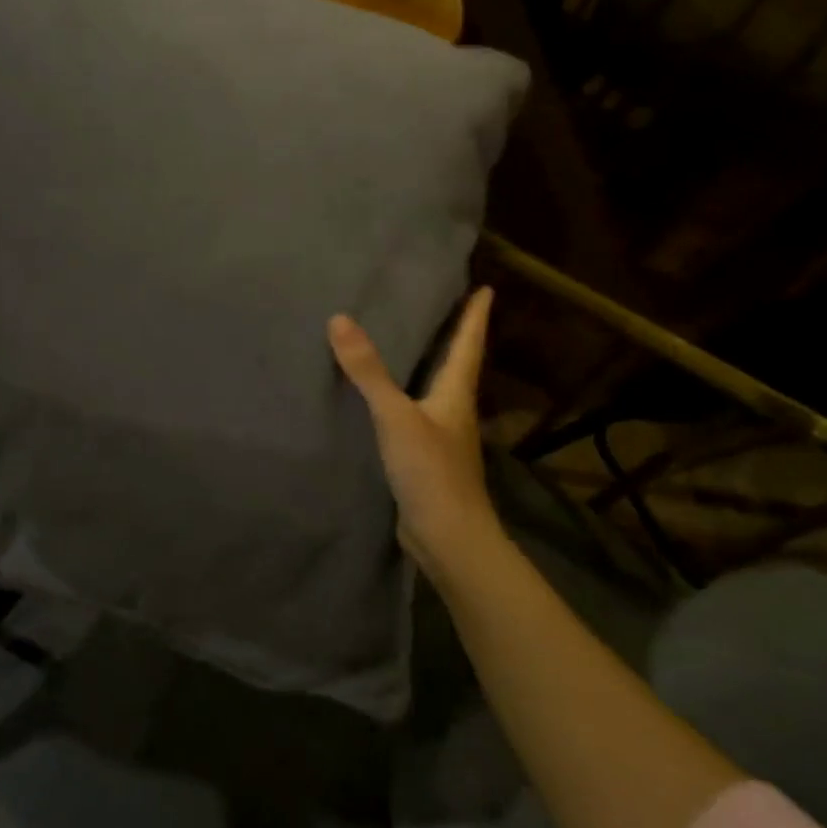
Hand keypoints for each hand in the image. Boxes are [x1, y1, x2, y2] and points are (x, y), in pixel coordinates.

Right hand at [328, 287, 503, 582]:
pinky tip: (384, 401)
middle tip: (443, 308)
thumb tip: (340, 319)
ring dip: (429, 368)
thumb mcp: (395, 416)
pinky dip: (404, 399)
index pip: (468, 346)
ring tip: (411, 346)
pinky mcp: (424, 461)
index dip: (475, 317)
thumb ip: (368, 371)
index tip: (486, 288)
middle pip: (457, 366)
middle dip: (454, 338)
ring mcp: (441, 439)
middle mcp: (454, 412)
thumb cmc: (431, 472)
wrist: (448, 539)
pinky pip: (414, 417)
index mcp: (455, 395)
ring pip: (435, 393)